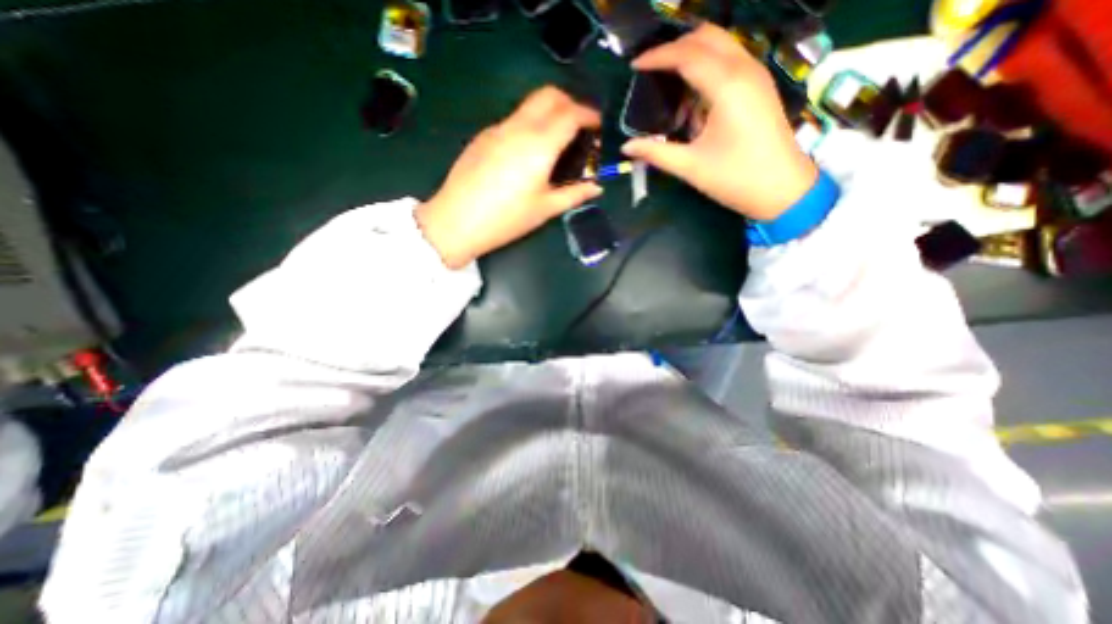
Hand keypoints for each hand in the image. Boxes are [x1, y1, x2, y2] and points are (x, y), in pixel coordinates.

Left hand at [414, 86, 598, 266]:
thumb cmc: (507, 219)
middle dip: (569, 103)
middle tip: (578, 127)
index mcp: (538, 144)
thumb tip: (596, 187)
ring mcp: (497, 129)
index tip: (597, 125)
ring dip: (548, 113)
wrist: (457, 221)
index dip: (588, 115)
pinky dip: (528, 125)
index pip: (570, 113)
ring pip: (528, 105)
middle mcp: (518, 128)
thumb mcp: (545, 209)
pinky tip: (527, 154)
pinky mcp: (482, 137)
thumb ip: (574, 194)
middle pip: (548, 95)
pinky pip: (512, 120)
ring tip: (555, 143)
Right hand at [621, 23, 819, 220]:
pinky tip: (692, 97)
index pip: (687, 55)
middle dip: (675, 47)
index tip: (634, 66)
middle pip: (707, 37)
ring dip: (692, 56)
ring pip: (721, 45)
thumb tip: (626, 147)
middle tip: (650, 69)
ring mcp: (756, 75)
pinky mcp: (759, 87)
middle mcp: (744, 69)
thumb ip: (656, 153)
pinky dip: (707, 68)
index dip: (658, 57)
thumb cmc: (736, 178)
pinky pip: (730, 61)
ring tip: (667, 83)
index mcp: (727, 86)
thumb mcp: (690, 167)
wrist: (783, 189)